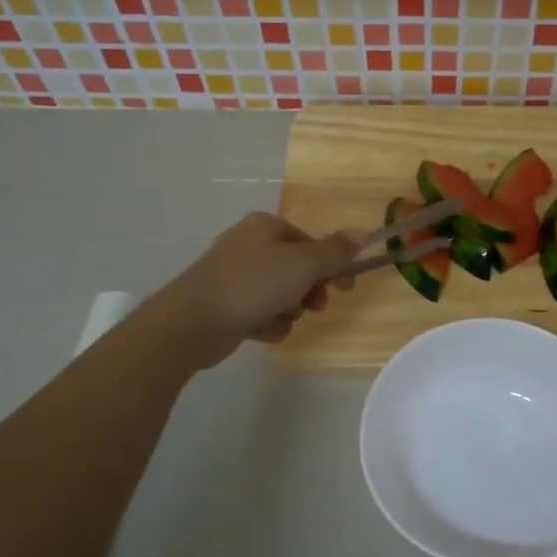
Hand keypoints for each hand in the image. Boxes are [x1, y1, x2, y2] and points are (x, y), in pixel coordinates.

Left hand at [157, 212, 359, 367]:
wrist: (193, 322)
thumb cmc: (253, 285)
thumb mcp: (303, 265)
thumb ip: (335, 252)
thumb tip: (363, 232)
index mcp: (265, 226)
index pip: (311, 243)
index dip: (332, 265)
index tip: (346, 288)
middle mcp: (249, 245)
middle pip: (297, 269)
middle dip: (308, 292)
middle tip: (312, 306)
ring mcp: (234, 275)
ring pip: (281, 294)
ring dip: (288, 311)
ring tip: (278, 318)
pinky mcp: (226, 304)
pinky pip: (261, 312)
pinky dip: (266, 323)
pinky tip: (259, 330)